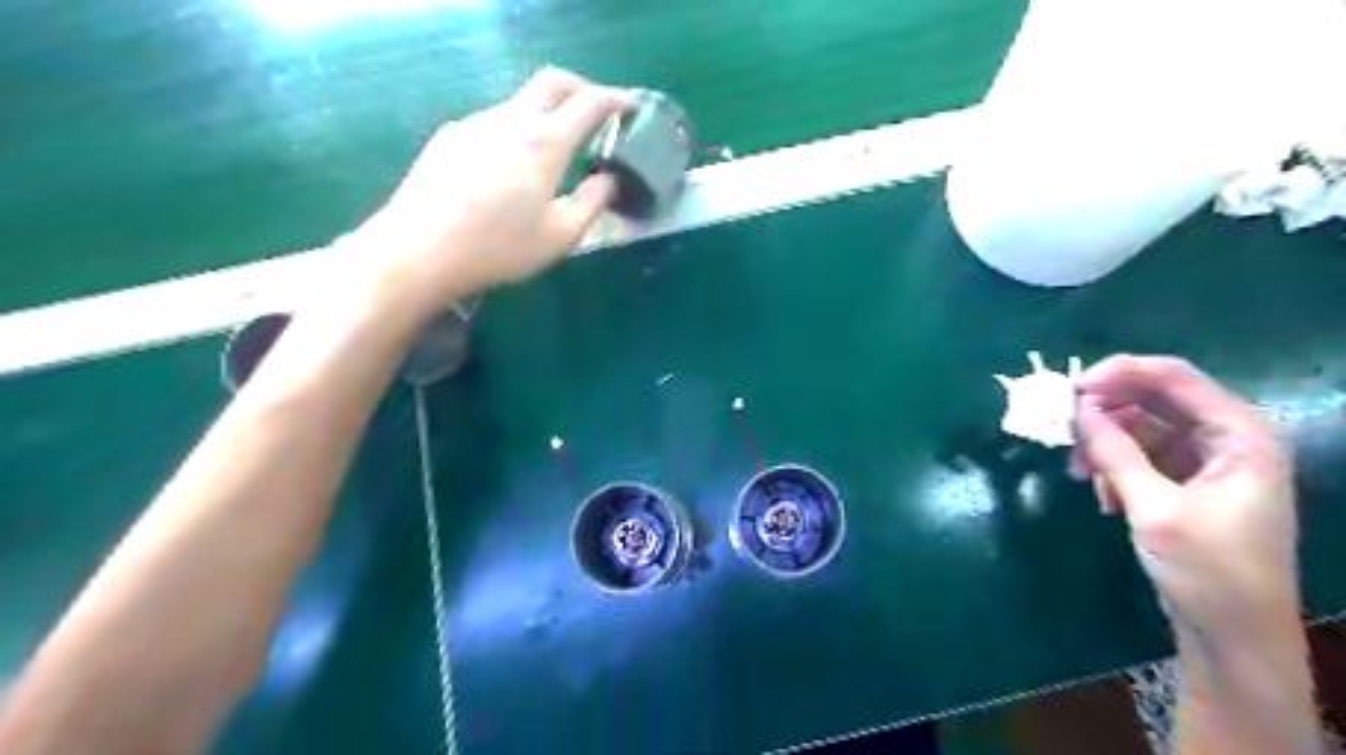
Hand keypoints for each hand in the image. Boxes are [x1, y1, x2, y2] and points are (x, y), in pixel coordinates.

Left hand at [346, 66, 638, 317]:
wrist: (419, 250)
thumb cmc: (499, 247)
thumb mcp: (561, 236)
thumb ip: (593, 203)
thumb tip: (609, 180)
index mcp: (544, 143)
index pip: (588, 102)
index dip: (616, 99)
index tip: (631, 107)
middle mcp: (510, 120)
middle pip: (552, 82)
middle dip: (581, 88)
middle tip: (597, 112)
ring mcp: (475, 124)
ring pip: (520, 103)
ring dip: (546, 114)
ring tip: (554, 151)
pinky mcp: (450, 138)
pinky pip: (494, 123)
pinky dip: (517, 131)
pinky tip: (510, 169)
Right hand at [1068, 354, 1298, 636]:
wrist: (1232, 636)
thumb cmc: (1209, 571)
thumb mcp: (1155, 509)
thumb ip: (1115, 453)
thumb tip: (1076, 410)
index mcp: (1239, 436)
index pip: (1175, 377)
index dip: (1120, 373)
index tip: (1071, 389)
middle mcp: (1225, 440)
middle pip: (1154, 399)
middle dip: (1105, 411)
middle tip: (1062, 427)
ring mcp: (1204, 462)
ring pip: (1139, 427)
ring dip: (1104, 443)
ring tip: (1080, 473)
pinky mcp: (1183, 484)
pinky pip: (1138, 455)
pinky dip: (1113, 467)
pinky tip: (1102, 496)